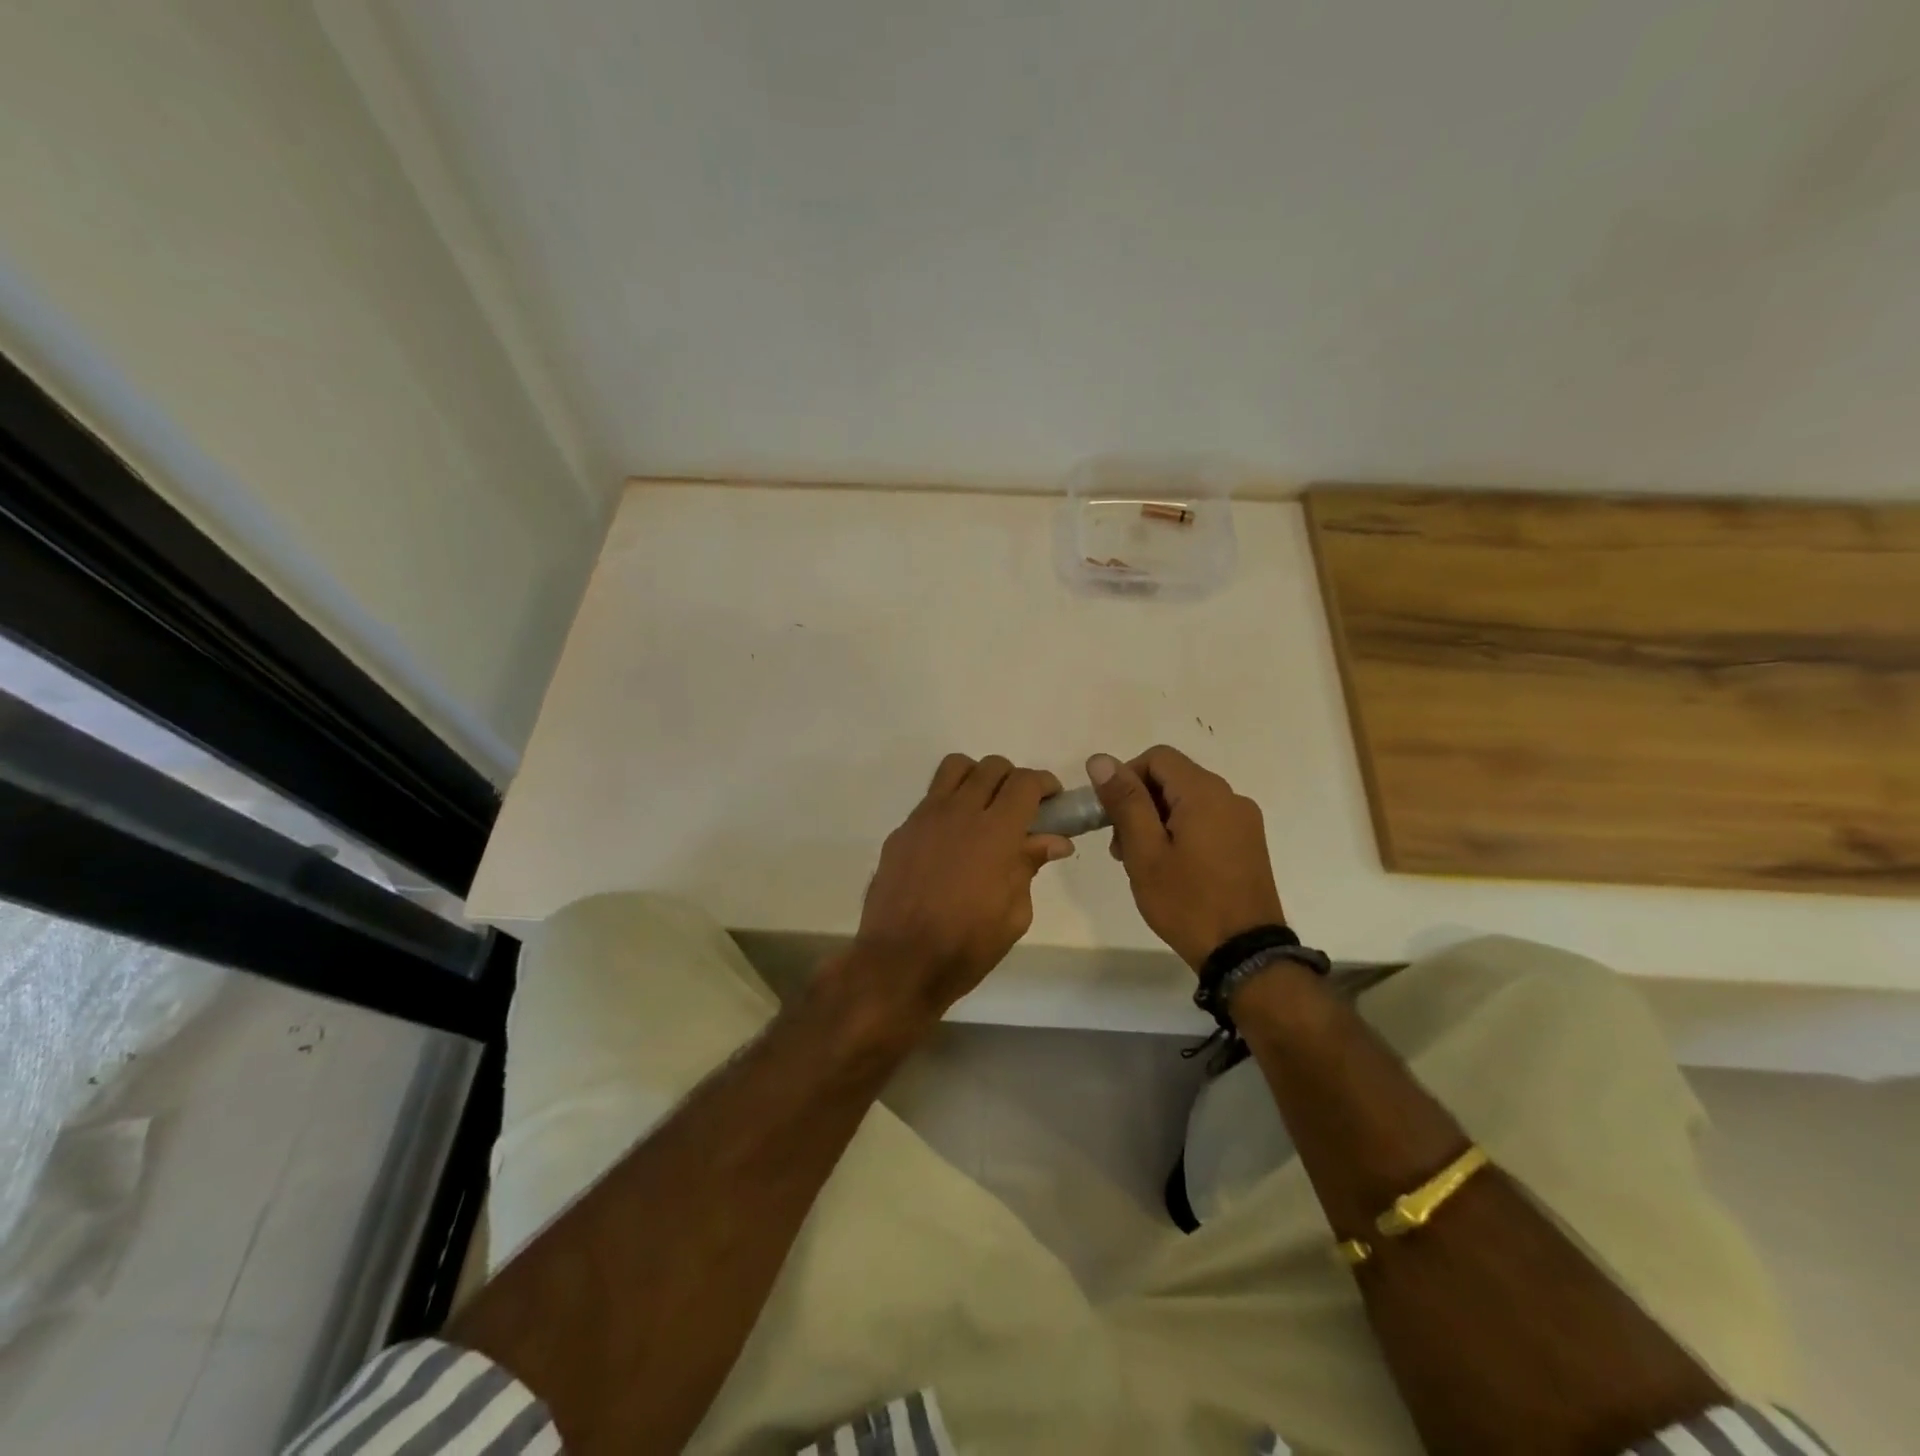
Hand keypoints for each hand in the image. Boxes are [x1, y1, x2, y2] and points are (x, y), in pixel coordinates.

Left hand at [846, 754, 1073, 1020]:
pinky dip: (948, 806)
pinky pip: (930, 799)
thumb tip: (1054, 840)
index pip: (1025, 782)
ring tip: (983, 809)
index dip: (1045, 784)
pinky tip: (950, 842)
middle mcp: (960, 812)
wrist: (900, 962)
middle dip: (1013, 780)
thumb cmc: (967, 946)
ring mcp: (925, 817)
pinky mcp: (902, 831)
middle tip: (1020, 810)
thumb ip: (1030, 866)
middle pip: (992, 766)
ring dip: (977, 778)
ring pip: (955, 768)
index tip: (1052, 802)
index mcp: (996, 831)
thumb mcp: (1015, 913)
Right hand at [1088, 746, 1286, 971]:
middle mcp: (1230, 796)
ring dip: (1158, 819)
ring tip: (1143, 862)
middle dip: (1140, 802)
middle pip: (1173, 777)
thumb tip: (1101, 761)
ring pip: (1189, 800)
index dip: (1127, 777)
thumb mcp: (1145, 852)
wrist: (1244, 954)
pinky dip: (1182, 831)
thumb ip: (1124, 801)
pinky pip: (1207, 820)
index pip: (1157, 757)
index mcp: (1205, 793)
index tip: (1111, 816)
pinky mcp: (1249, 843)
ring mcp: (1244, 821)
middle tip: (1121, 846)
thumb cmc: (1187, 902)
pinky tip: (1171, 868)